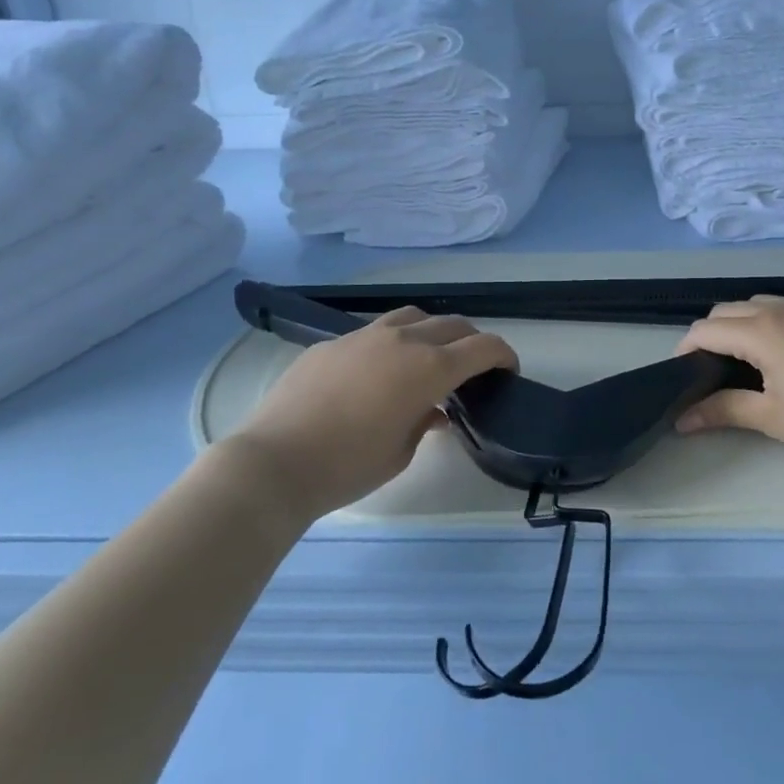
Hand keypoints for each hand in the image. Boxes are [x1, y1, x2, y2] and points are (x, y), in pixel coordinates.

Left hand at [224, 308, 516, 521]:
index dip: (504, 355)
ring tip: (427, 358)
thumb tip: (433, 410)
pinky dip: (391, 344)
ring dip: (432, 332)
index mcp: (429, 368)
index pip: (483, 347)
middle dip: (472, 342)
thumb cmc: (348, 466)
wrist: (275, 462)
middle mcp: (402, 341)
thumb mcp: (401, 452)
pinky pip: (374, 332)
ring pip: (414, 317)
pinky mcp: (332, 343)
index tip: (508, 369)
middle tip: (472, 367)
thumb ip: (426, 422)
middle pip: (452, 325)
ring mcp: (364, 336)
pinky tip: (376, 373)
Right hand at [675, 288, 783, 478]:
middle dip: (710, 335)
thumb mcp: (773, 419)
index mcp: (760, 331)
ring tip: (743, 356)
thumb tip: (682, 419)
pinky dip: (779, 312)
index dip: (685, 349)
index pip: (706, 330)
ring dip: (742, 322)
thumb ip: (724, 410)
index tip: (679, 375)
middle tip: (707, 371)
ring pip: (760, 302)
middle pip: (728, 310)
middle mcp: (781, 308)